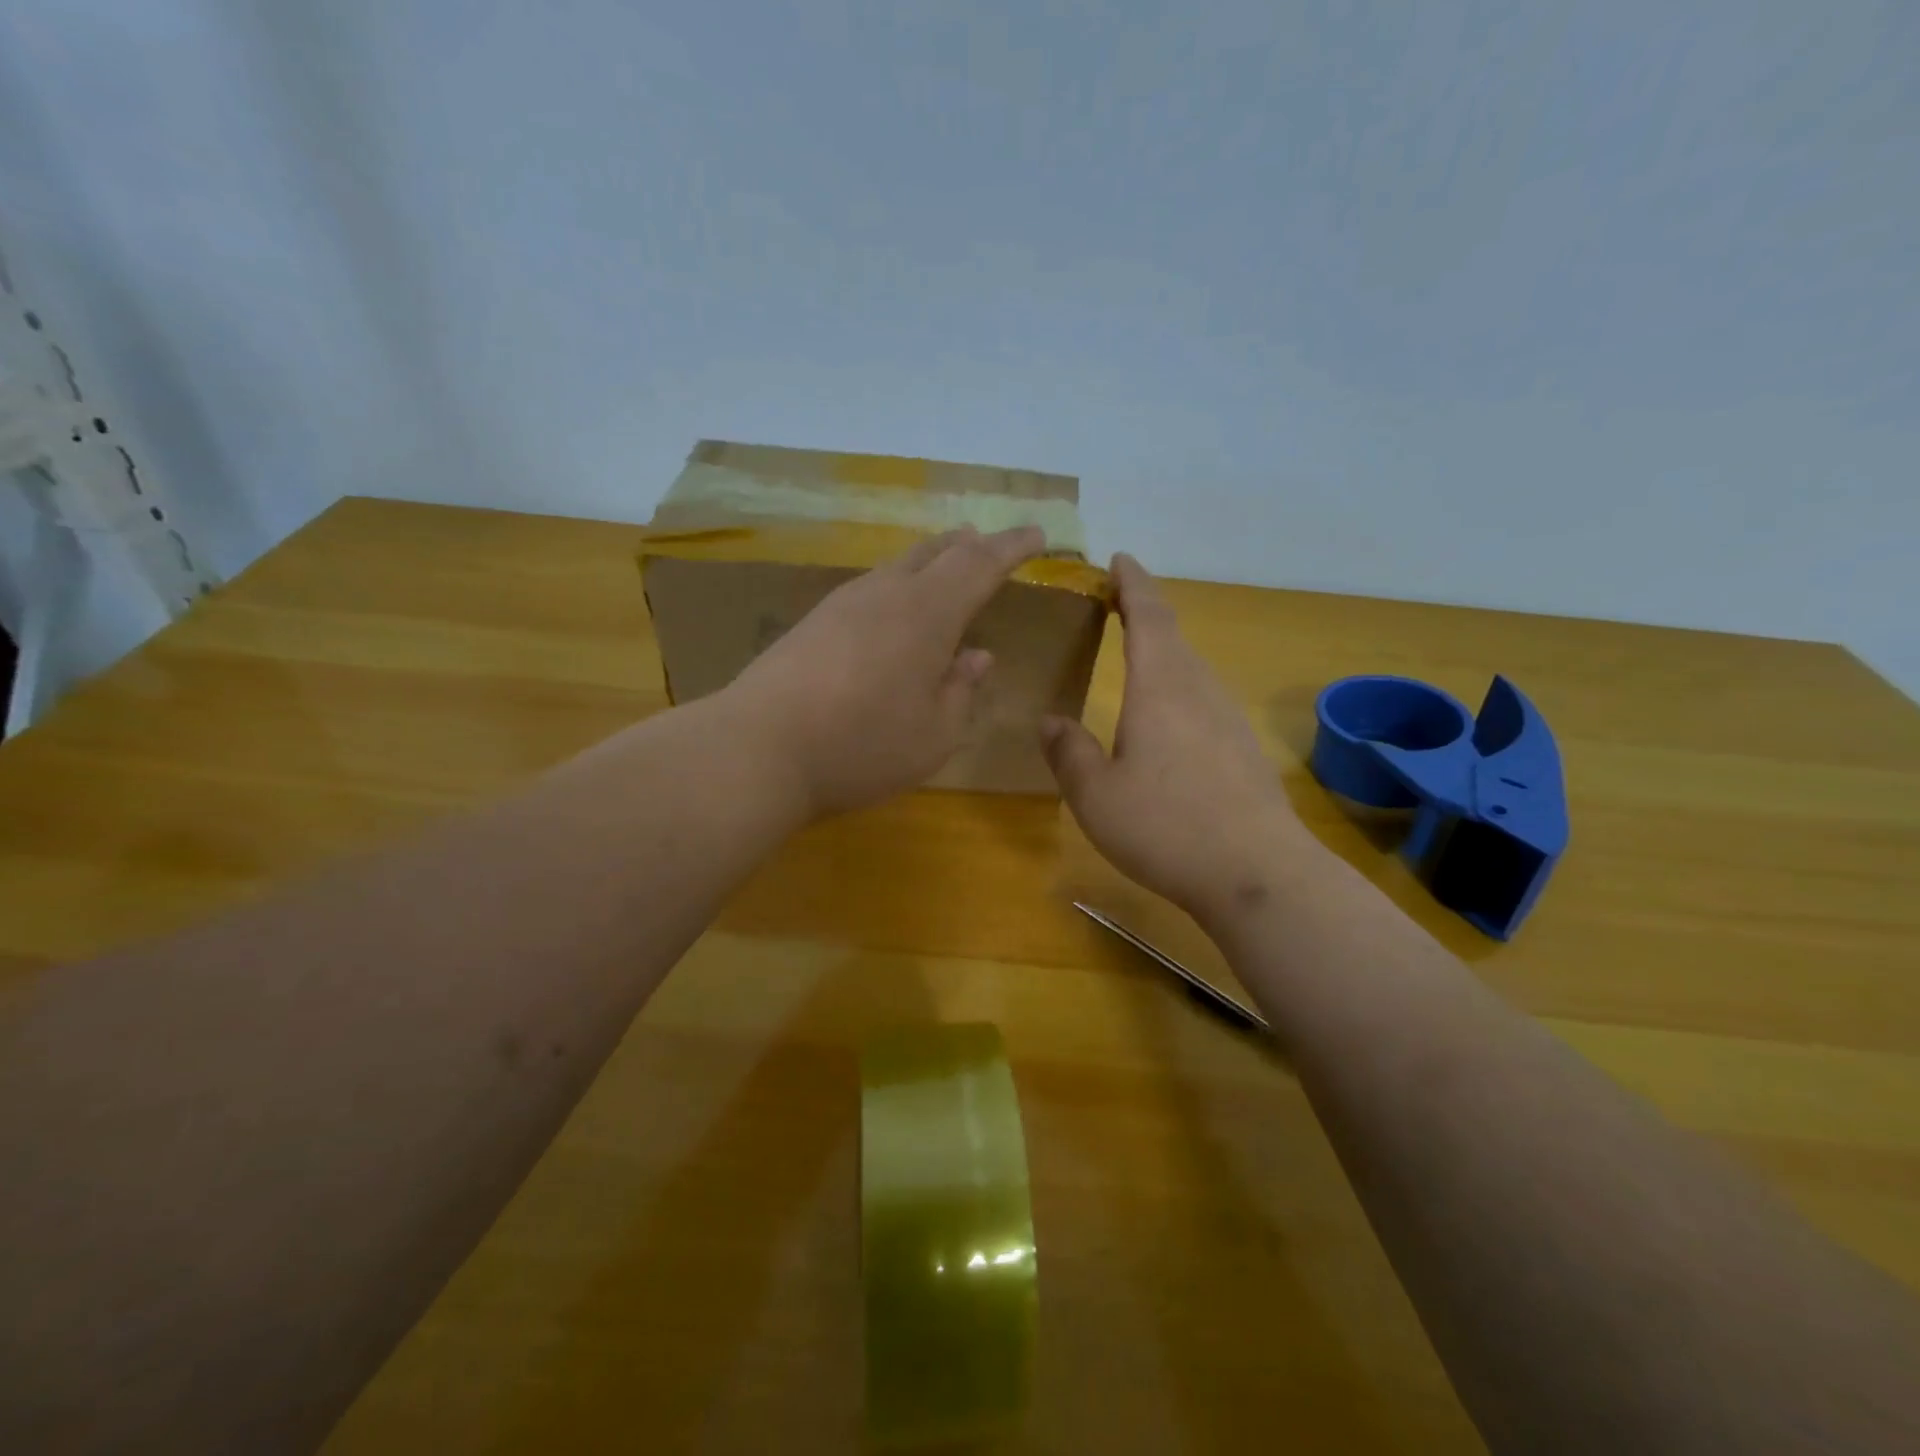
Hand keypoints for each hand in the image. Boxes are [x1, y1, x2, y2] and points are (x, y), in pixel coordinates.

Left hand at [727, 526, 1045, 818]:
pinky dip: (897, 588)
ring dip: (930, 563)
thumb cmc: (862, 745)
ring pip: (897, 567)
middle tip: (988, 545)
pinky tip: (892, 612)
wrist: (758, 749)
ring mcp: (842, 604)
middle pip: (935, 552)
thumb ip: (962, 691)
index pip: (980, 563)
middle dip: (969, 546)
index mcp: (927, 613)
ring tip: (945, 569)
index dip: (1012, 547)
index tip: (1038, 535)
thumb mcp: (934, 734)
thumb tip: (977, 657)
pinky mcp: (812, 623)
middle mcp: (886, 594)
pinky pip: (870, 589)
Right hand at [1040, 554, 1311, 927]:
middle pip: (1173, 636)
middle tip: (1114, 608)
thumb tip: (1051, 721)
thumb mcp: (1096, 795)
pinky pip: (1204, 701)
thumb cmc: (1166, 827)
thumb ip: (1069, 752)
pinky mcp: (1244, 750)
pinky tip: (1166, 723)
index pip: (1148, 616)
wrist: (1257, 874)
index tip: (1120, 559)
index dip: (1132, 583)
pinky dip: (1178, 690)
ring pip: (1191, 670)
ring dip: (1162, 653)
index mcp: (1160, 687)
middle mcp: (1199, 691)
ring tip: (1135, 660)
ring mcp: (1228, 720)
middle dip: (1144, 614)